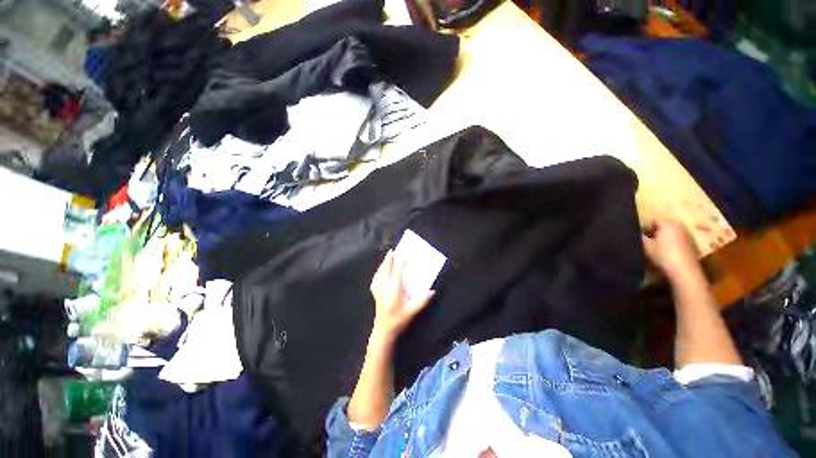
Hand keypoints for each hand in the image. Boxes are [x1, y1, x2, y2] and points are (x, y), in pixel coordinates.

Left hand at [370, 250, 434, 341]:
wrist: (384, 331)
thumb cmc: (399, 320)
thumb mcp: (412, 312)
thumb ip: (422, 301)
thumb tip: (432, 291)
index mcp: (394, 291)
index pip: (397, 273)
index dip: (399, 264)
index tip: (402, 256)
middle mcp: (385, 288)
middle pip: (386, 270)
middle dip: (389, 260)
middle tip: (392, 251)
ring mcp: (378, 291)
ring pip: (379, 273)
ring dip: (383, 264)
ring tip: (387, 257)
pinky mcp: (375, 294)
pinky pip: (375, 280)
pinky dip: (377, 272)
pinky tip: (379, 271)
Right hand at [642, 218, 701, 280]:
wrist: (684, 271)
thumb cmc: (663, 255)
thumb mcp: (646, 246)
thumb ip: (640, 237)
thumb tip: (636, 233)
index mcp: (668, 223)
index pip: (653, 219)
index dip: (645, 227)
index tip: (640, 236)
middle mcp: (679, 226)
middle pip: (664, 224)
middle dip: (655, 231)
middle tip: (648, 240)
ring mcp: (688, 235)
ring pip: (672, 232)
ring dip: (664, 237)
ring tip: (657, 247)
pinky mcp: (692, 244)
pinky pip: (679, 239)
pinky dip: (672, 242)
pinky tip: (667, 252)